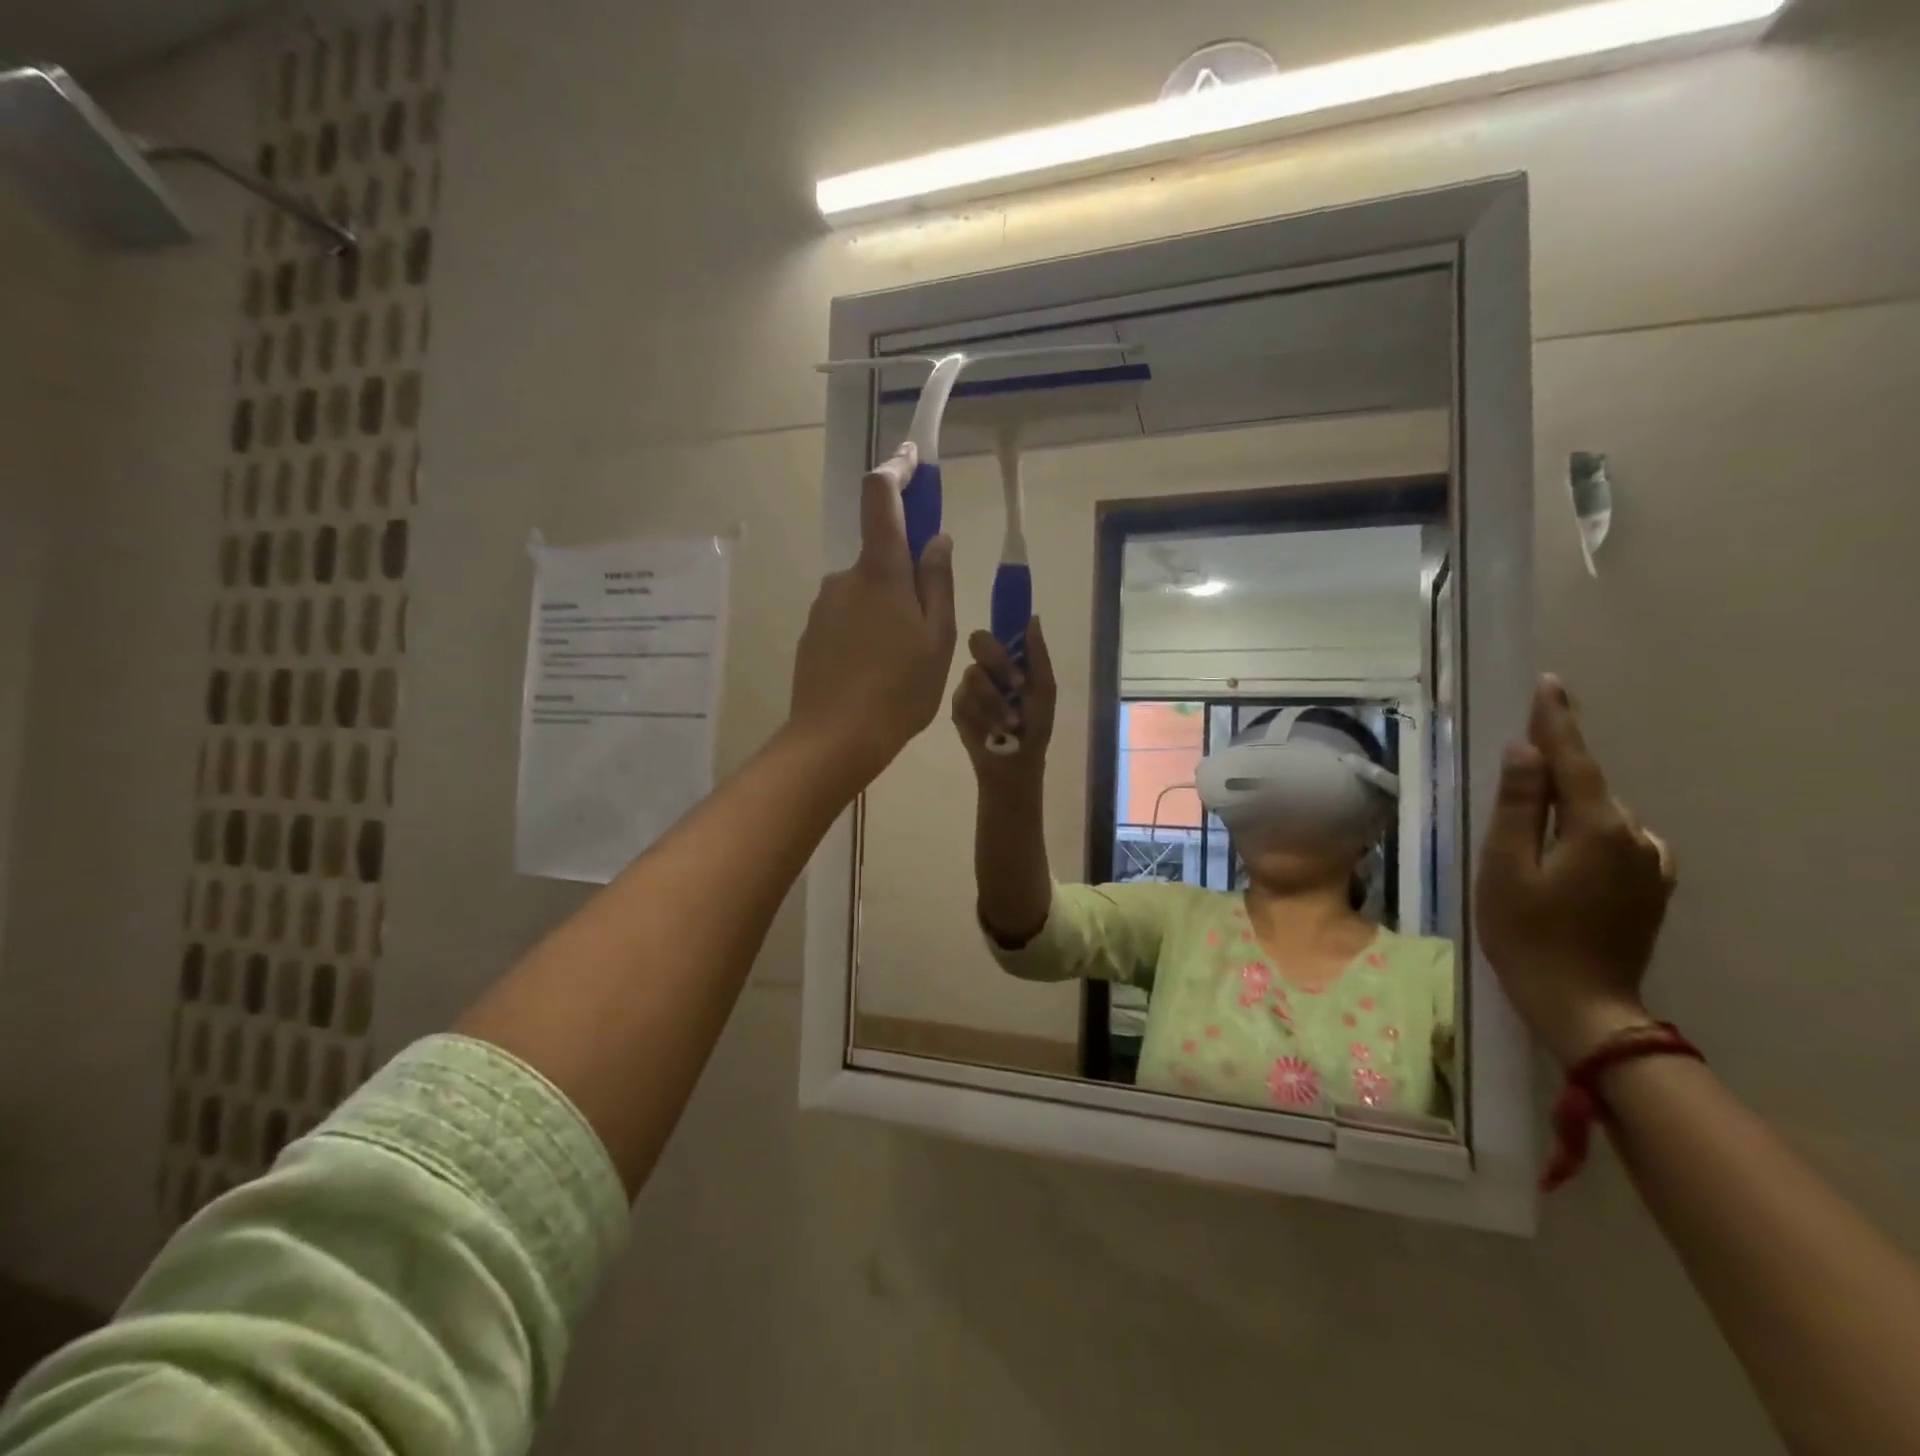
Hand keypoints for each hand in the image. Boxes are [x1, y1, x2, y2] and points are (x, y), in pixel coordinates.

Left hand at [788, 444, 956, 788]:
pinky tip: (876, 674)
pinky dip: (867, 634)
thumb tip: (936, 540)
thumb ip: (937, 582)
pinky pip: (848, 619)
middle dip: (906, 578)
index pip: (881, 498)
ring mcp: (823, 607)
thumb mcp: (937, 638)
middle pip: (880, 557)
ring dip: (887, 612)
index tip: (913, 458)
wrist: (834, 740)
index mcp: (880, 572)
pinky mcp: (812, 634)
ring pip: (866, 593)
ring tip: (903, 663)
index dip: (897, 470)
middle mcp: (845, 578)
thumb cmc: (899, 689)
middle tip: (927, 629)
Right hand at [951, 616, 1055, 785]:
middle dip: (998, 661)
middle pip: (978, 640)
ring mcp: (968, 687)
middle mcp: (986, 668)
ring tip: (1010, 724)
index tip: (1009, 621)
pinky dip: (984, 716)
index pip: (999, 629)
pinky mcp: (956, 708)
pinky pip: (964, 700)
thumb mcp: (1044, 690)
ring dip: (996, 700)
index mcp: (1009, 660)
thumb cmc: (1035, 727)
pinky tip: (993, 732)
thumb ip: (1037, 655)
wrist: (1016, 764)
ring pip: (973, 674)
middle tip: (1018, 684)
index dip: (1001, 618)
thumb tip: (1032, 618)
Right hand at [1476, 676, 1677, 1065]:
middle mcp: (1636, 837)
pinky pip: (1615, 839)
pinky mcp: (1651, 886)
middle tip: (1517, 758)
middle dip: (1553, 768)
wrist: (1581, 1003)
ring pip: (1600, 814)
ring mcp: (1650, 864)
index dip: (1557, 721)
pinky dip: (1585, 830)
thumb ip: (1517, 806)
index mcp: (1597, 828)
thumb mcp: (1505, 866)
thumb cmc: (1526, 933)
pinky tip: (1562, 850)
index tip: (1550, 684)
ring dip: (1566, 804)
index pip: (1574, 760)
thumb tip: (1525, 752)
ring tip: (1529, 818)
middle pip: (1587, 786)